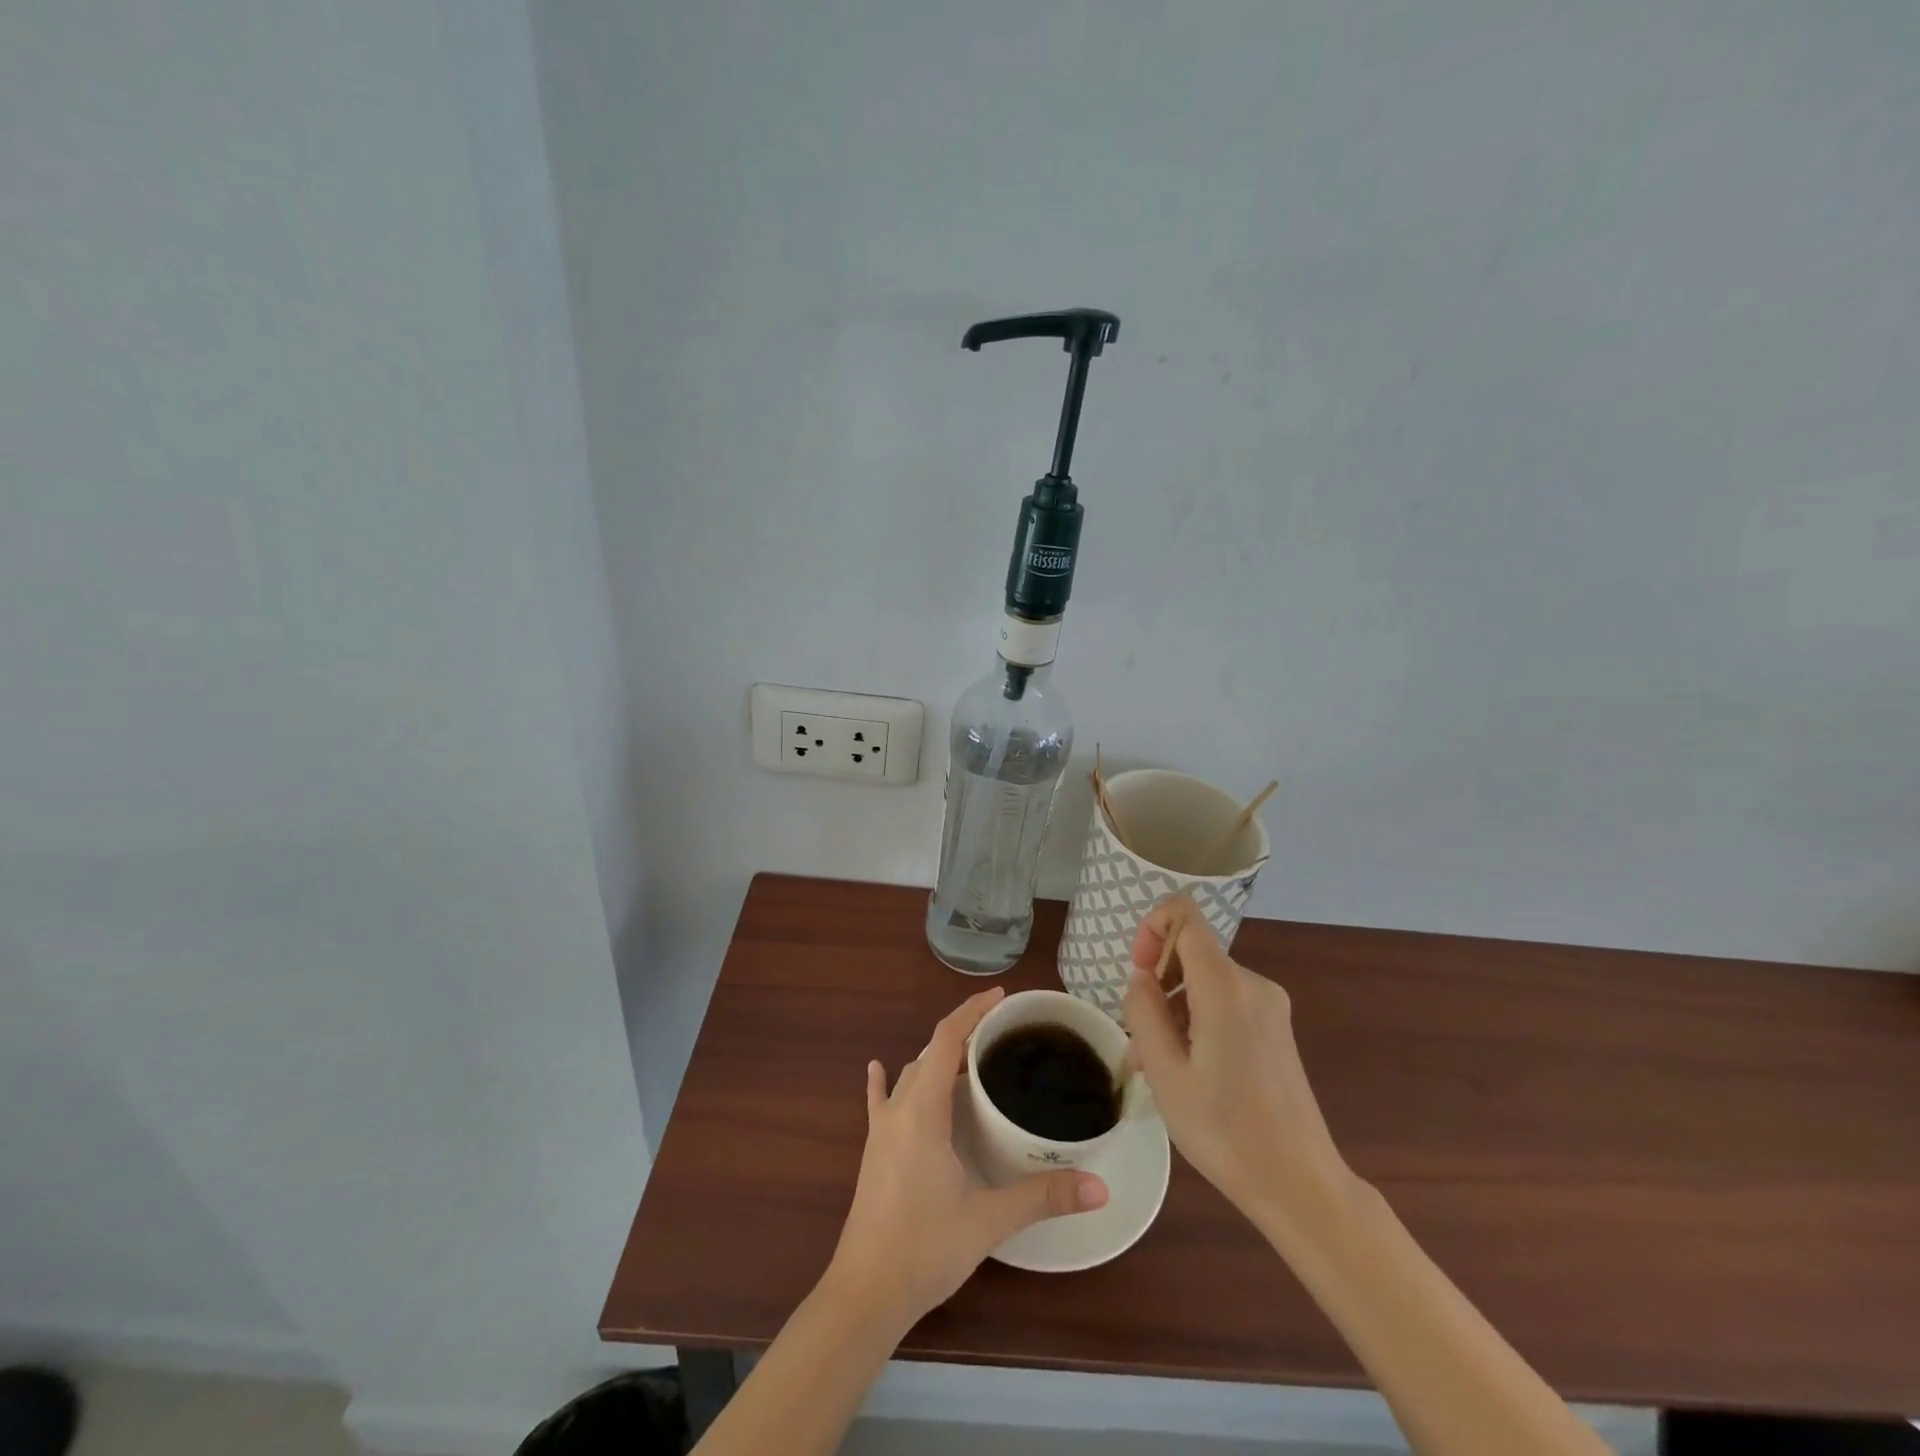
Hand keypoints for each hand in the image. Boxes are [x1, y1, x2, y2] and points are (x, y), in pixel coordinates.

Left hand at [824, 988, 1108, 1332]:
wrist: (865, 1294)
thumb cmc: (925, 1248)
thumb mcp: (989, 1220)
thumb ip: (1043, 1198)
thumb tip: (1099, 1187)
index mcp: (923, 1111)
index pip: (945, 1040)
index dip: (971, 1012)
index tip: (1000, 998)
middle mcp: (898, 1110)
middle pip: (929, 1053)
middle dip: (962, 1035)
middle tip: (1001, 1035)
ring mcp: (880, 1130)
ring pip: (910, 1076)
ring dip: (936, 1059)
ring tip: (970, 1058)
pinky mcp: (872, 1151)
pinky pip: (879, 1102)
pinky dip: (884, 1081)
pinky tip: (878, 1069)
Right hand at [1122, 897, 1350, 1224]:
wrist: (1300, 1185)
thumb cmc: (1225, 1131)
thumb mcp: (1165, 1073)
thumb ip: (1144, 1012)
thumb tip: (1141, 978)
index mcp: (1225, 987)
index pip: (1184, 915)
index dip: (1151, 928)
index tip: (1137, 973)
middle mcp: (1252, 984)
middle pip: (1192, 953)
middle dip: (1156, 984)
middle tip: (1138, 1040)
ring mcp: (1270, 1006)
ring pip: (1204, 983)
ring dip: (1172, 1010)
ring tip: (1154, 1066)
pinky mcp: (1276, 1029)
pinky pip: (1224, 1003)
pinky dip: (1197, 1021)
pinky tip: (1186, 1070)